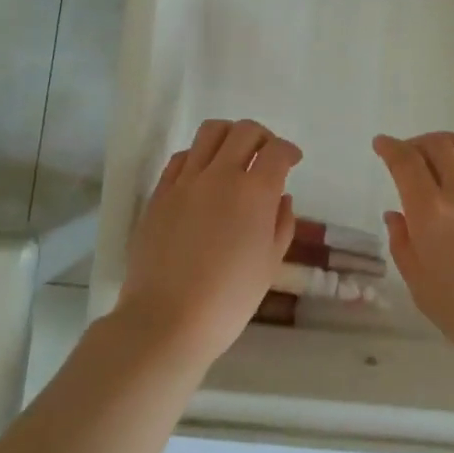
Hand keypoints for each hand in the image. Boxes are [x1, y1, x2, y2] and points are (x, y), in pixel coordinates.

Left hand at [119, 119, 299, 368]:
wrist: (166, 320)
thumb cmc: (228, 299)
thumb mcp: (269, 264)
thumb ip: (282, 223)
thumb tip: (281, 197)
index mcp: (254, 192)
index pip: (277, 151)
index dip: (289, 151)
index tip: (293, 160)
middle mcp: (221, 175)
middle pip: (245, 131)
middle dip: (263, 137)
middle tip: (267, 155)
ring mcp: (186, 180)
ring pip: (211, 132)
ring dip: (230, 135)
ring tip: (234, 155)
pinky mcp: (160, 192)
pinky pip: (182, 156)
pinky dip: (199, 155)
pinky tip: (203, 174)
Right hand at [374, 131, 453, 378]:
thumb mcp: (423, 289)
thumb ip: (404, 246)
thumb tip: (396, 216)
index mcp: (432, 212)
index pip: (406, 162)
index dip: (390, 147)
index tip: (381, 144)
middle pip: (437, 145)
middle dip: (416, 143)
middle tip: (407, 153)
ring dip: (446, 144)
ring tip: (438, 154)